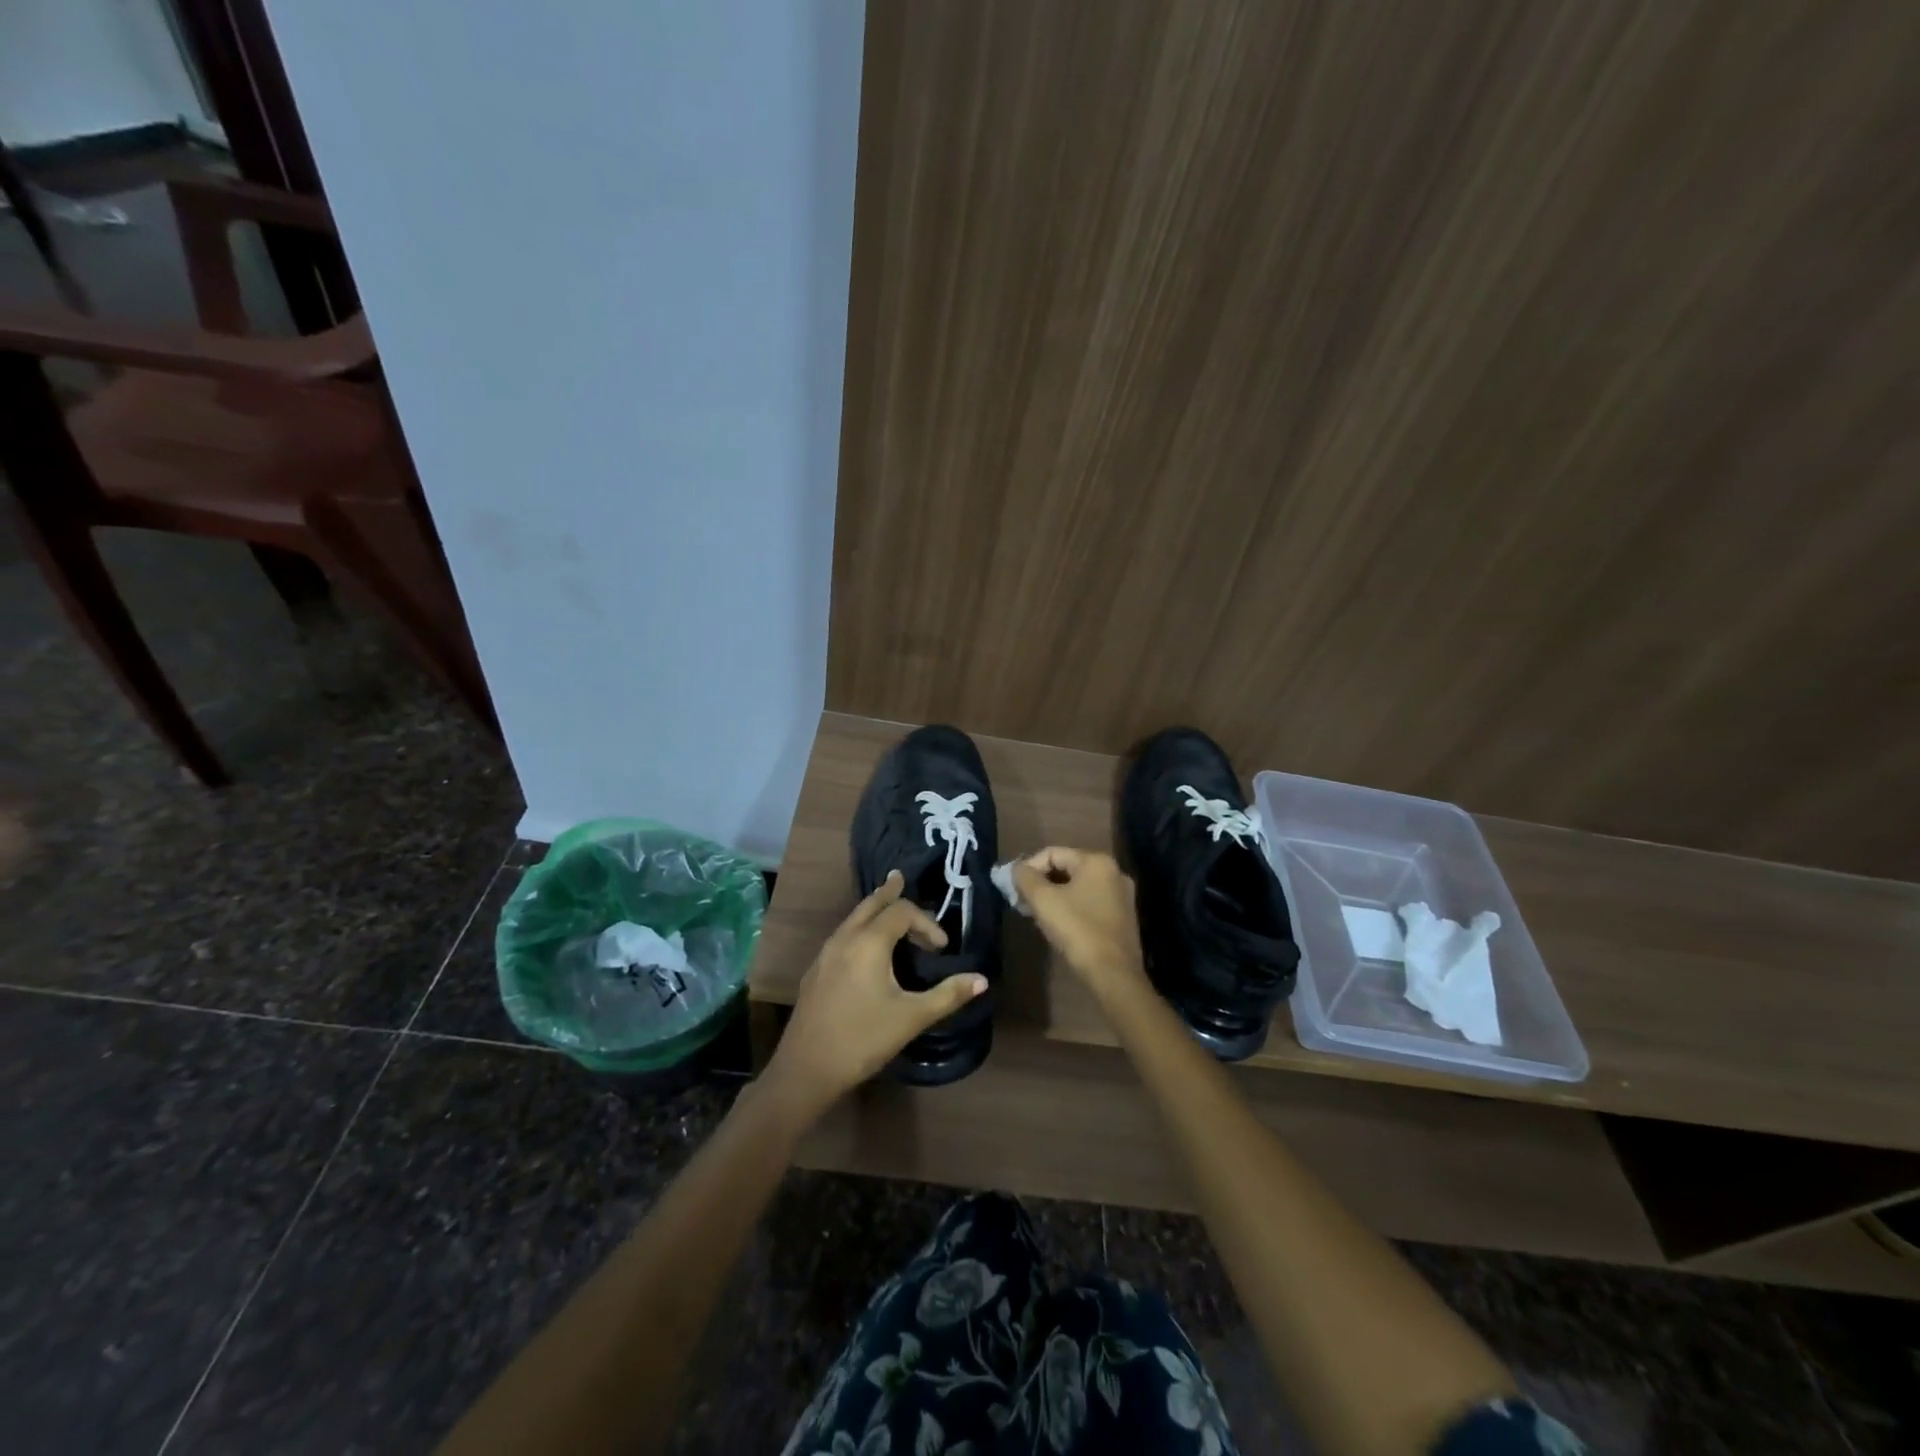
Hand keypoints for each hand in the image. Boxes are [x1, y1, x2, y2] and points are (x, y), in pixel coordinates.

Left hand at [765, 870, 987, 1115]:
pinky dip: (860, 926)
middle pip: (870, 904)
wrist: (805, 1069)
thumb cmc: (863, 1039)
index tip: (942, 948)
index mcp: (868, 942)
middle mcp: (844, 938)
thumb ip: (948, 995)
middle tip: (901, 878)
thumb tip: (982, 979)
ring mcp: (826, 954)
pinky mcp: (817, 971)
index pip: (902, 912)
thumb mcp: (912, 1018)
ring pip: (853, 918)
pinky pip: (843, 935)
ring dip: (874, 910)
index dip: (926, 923)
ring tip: (886, 905)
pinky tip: (865, 946)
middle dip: (890, 893)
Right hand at [1013, 848, 1148, 1001]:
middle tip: (1021, 901)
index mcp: (1096, 861)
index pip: (1052, 853)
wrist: (1113, 973)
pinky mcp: (1123, 916)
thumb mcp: (1043, 900)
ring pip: (1078, 886)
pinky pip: (1089, 902)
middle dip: (1040, 882)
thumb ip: (1025, 877)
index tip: (1013, 888)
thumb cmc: (1077, 930)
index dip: (1028, 867)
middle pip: (1066, 868)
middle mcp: (1114, 872)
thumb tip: (1016, 868)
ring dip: (1054, 895)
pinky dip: (1070, 906)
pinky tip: (1057, 923)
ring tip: (1035, 913)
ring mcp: (1121, 895)